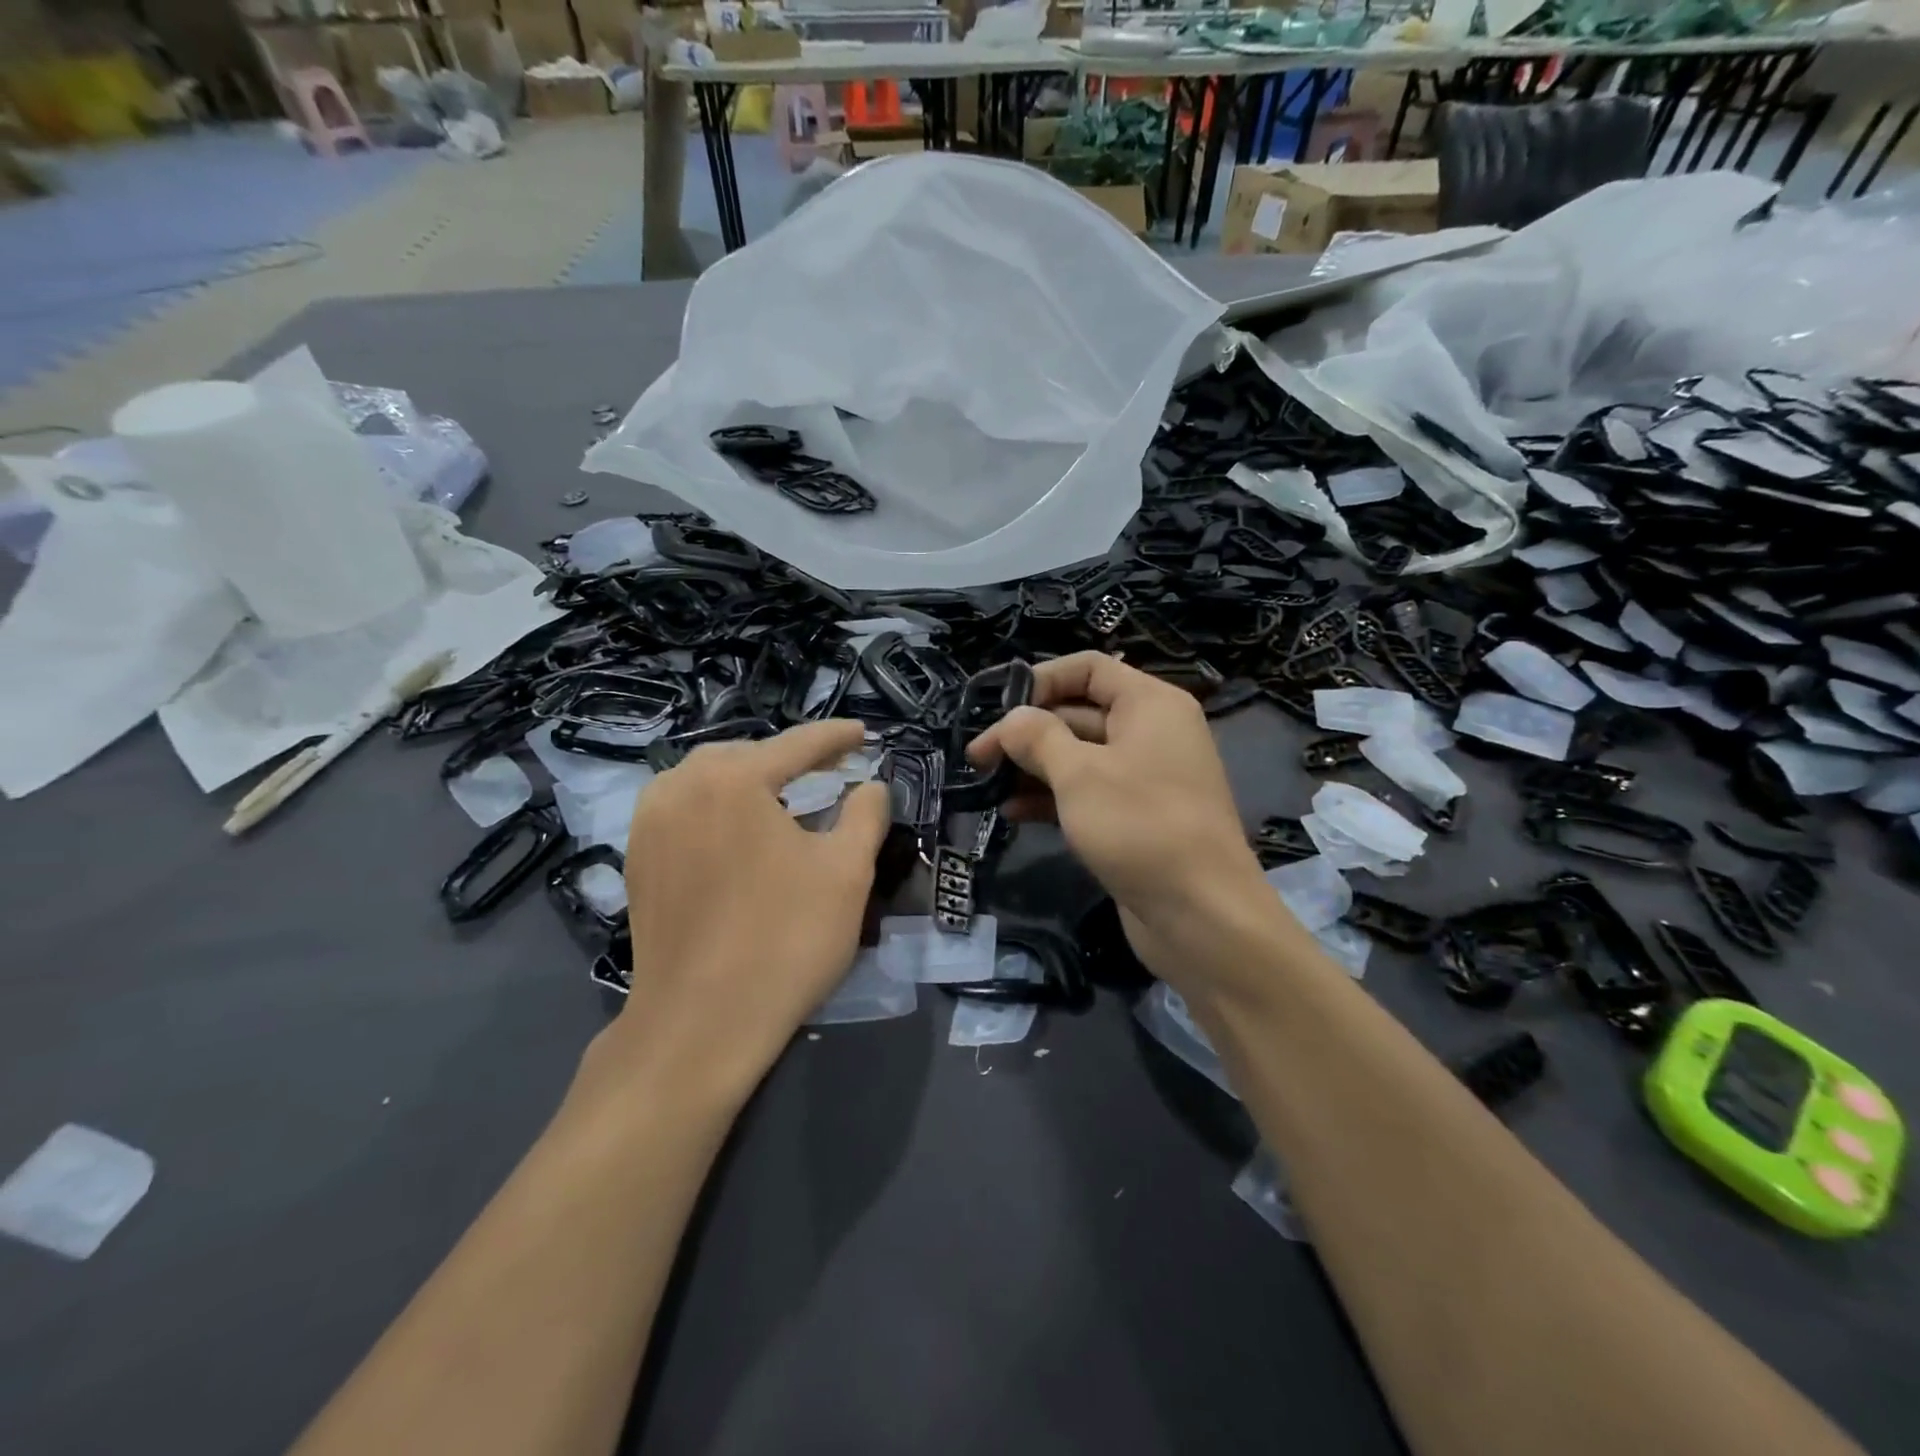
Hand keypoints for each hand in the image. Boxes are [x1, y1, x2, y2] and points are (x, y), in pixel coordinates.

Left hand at [579, 721, 889, 1111]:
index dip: (836, 738)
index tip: (864, 734)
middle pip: (748, 754)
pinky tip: (736, 829)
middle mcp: (683, 786)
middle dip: (791, 757)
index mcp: (734, 779)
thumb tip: (871, 785)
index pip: (797, 744)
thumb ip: (866, 814)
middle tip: (830, 769)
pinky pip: (683, 808)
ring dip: (749, 778)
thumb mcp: (847, 872)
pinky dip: (716, 804)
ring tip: (783, 794)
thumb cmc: (785, 939)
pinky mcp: (637, 858)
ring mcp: (650, 823)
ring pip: (707, 778)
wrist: (701, 1023)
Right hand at [967, 652, 1285, 985]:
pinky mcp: (1135, 818)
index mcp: (1150, 704)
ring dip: (1033, 767)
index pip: (1089, 668)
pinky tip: (1012, 813)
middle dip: (1027, 731)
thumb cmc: (1140, 826)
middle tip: (977, 755)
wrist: (1201, 916)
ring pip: (1079, 757)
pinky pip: (1087, 793)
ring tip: (985, 784)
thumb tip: (1012, 719)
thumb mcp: (1079, 774)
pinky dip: (1052, 798)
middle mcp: (1151, 733)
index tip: (997, 707)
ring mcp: (1144, 778)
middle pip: (1078, 712)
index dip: (1041, 679)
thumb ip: (1038, 737)